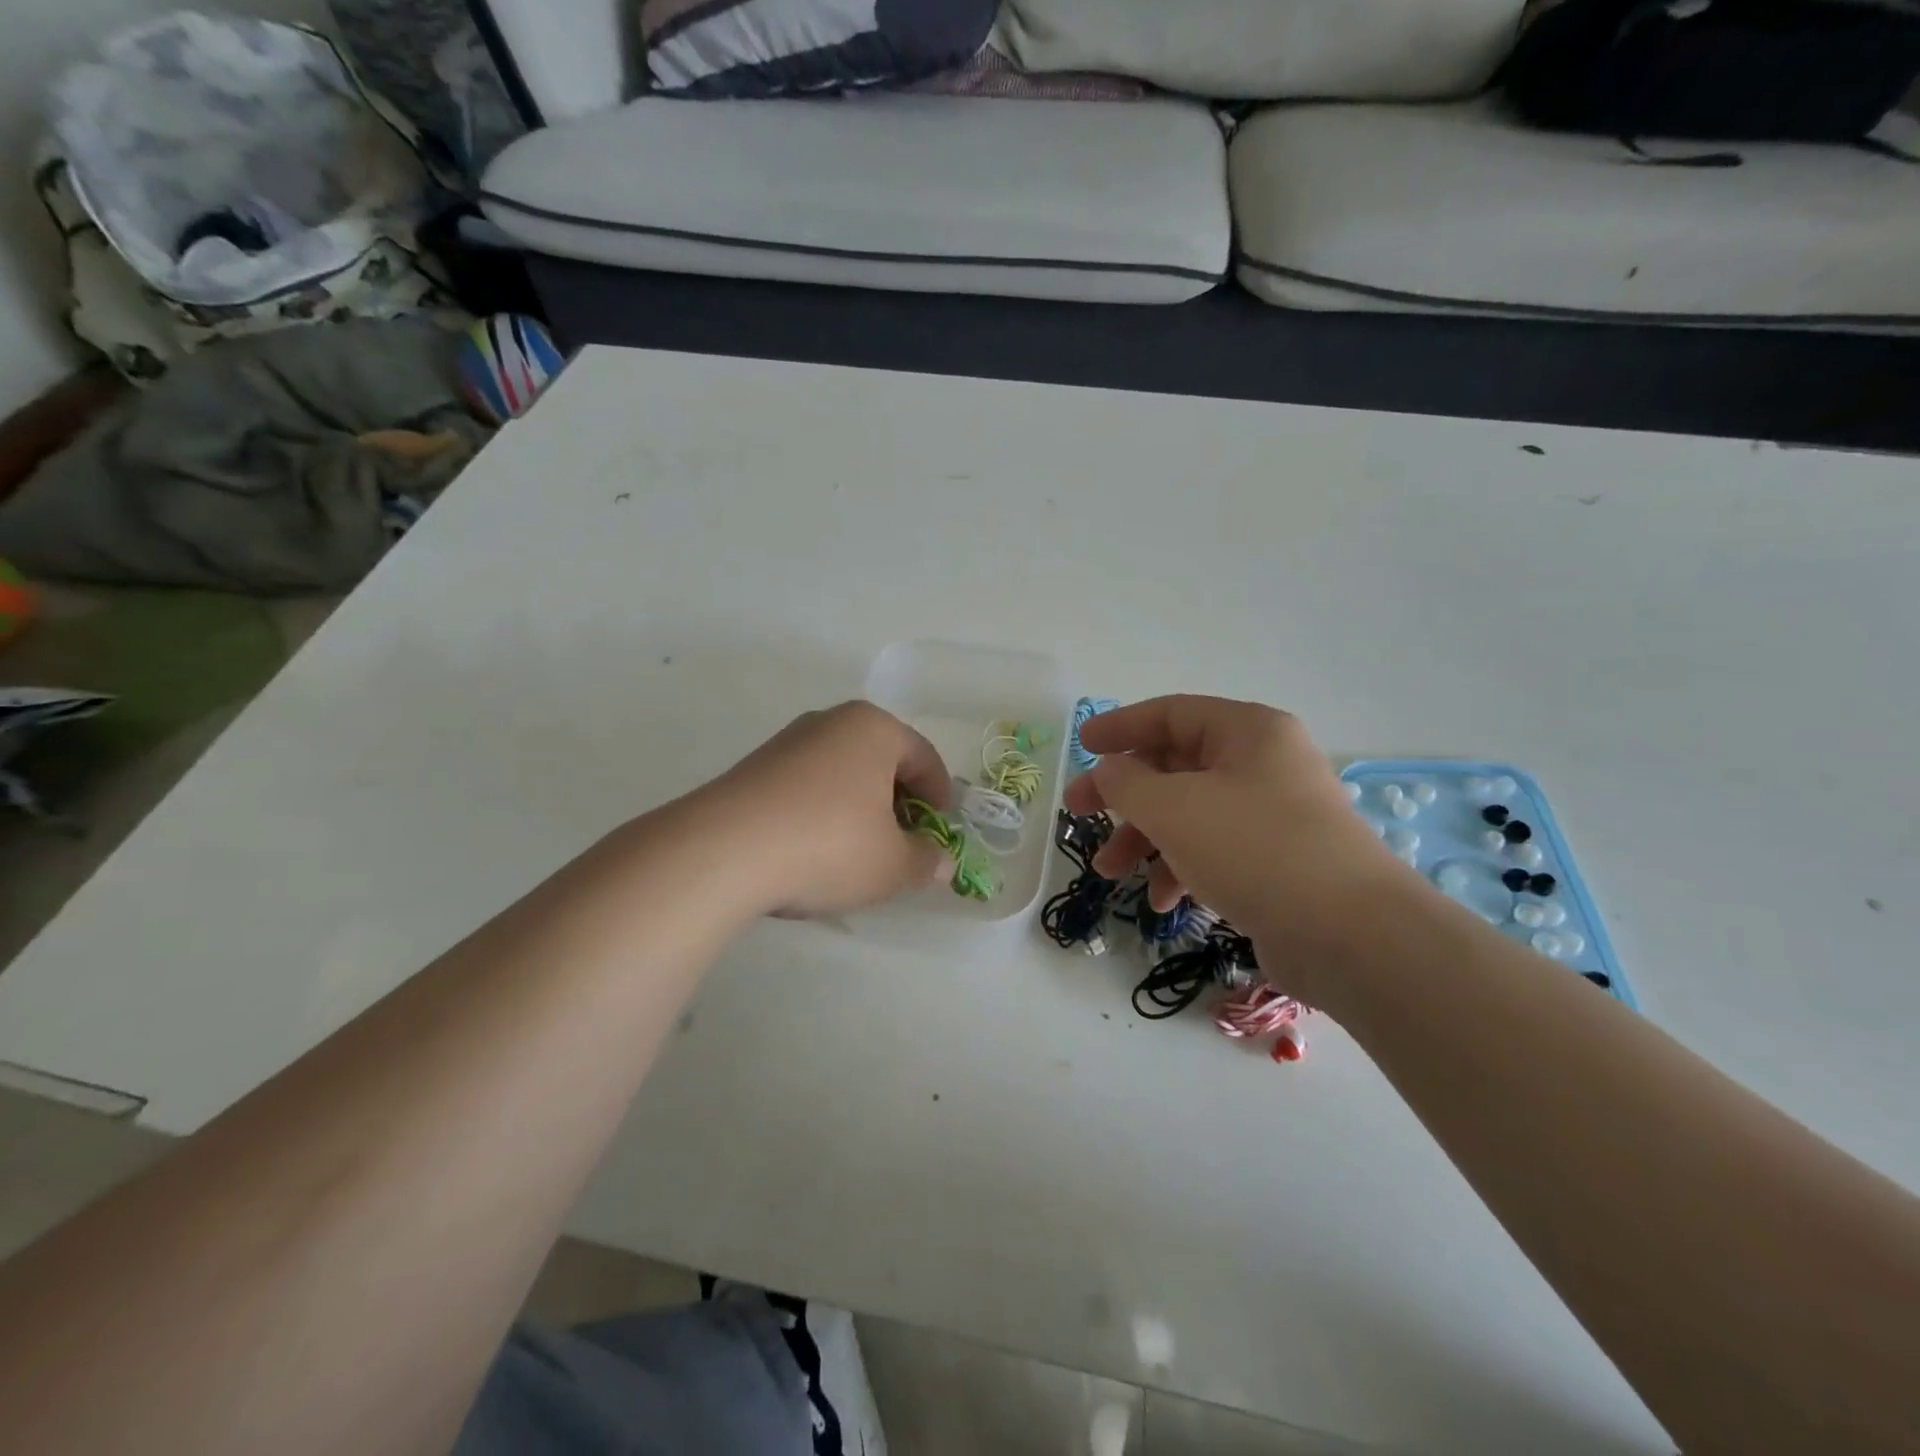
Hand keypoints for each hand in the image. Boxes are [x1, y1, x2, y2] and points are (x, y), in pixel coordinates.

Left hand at [698, 701, 952, 918]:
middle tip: (902, 846)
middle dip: (899, 804)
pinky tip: (814, 851)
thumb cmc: (828, 845)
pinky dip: (822, 813)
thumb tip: (939, 862)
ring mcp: (788, 742)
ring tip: (857, 854)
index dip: (940, 800)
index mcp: (874, 728)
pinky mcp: (754, 768)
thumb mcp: (892, 865)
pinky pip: (807, 787)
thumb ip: (925, 861)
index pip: (925, 758)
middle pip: (882, 762)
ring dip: (859, 810)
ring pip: (843, 774)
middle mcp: (831, 722)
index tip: (939, 836)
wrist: (722, 852)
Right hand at [1063, 696, 1409, 976]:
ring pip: (1189, 812)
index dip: (1120, 726)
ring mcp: (1272, 813)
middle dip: (1123, 794)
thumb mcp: (1174, 808)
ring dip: (1144, 838)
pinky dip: (1181, 868)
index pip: (1171, 713)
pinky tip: (1162, 901)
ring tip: (1109, 871)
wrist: (1351, 935)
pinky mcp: (1276, 860)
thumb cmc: (1254, 849)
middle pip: (1175, 766)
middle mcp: (1263, 764)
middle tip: (1078, 813)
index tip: (1081, 744)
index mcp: (1247, 731)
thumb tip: (1109, 771)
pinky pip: (1213, 849)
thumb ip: (1127, 782)